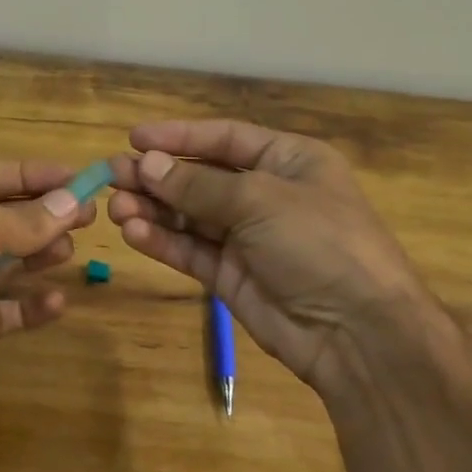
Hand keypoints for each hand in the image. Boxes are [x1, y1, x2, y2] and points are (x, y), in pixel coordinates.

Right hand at [108, 120, 442, 393]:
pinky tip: (133, 233)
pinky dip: (161, 240)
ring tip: (115, 207)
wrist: (358, 334)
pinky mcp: (231, 276)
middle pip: (200, 177)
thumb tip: (146, 164)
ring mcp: (248, 237)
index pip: (225, 138)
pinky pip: (190, 250)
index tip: (134, 138)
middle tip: (112, 175)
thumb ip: (198, 185)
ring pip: (189, 215)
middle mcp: (266, 194)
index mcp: (288, 161)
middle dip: (157, 176)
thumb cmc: (319, 243)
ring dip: (152, 209)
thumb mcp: (260, 200)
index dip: (179, 136)